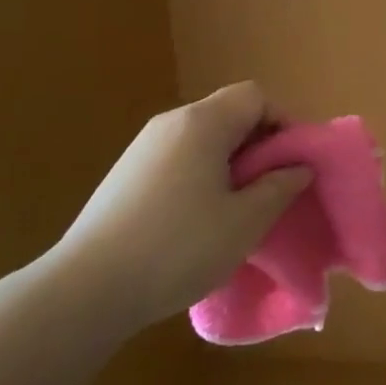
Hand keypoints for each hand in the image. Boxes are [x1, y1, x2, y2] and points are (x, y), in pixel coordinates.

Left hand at [50, 82, 311, 333]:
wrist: (87, 289)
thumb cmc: (178, 248)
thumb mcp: (244, 222)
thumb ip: (279, 187)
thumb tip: (298, 167)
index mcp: (202, 123)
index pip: (255, 96)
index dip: (282, 122)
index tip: (292, 164)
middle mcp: (171, 122)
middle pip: (228, 113)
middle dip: (258, 145)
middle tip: (270, 190)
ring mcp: (142, 147)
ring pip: (202, 138)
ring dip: (229, 163)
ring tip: (236, 209)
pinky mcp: (125, 174)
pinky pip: (178, 158)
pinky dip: (200, 175)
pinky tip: (196, 221)